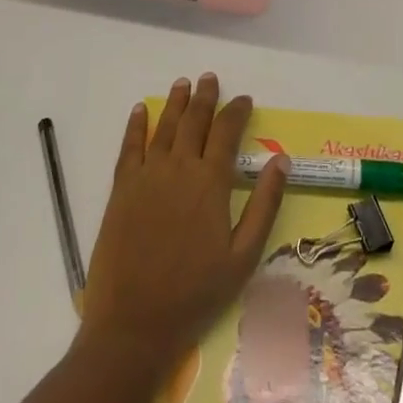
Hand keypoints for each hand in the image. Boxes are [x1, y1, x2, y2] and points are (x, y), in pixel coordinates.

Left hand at [78, 74, 287, 369]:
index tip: (244, 99)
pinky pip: (130, 147)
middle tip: (210, 78)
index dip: (237, 111)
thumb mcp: (244, 256)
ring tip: (183, 83)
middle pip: (194, 120)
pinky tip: (141, 111)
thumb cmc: (196, 294)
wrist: (134, 324)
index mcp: (210, 182)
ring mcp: (146, 176)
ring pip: (164, 126)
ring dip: (175, 102)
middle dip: (205, 97)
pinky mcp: (121, 189)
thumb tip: (282, 161)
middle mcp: (178, 168)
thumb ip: (264, 204)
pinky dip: (136, 125)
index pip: (227, 132)